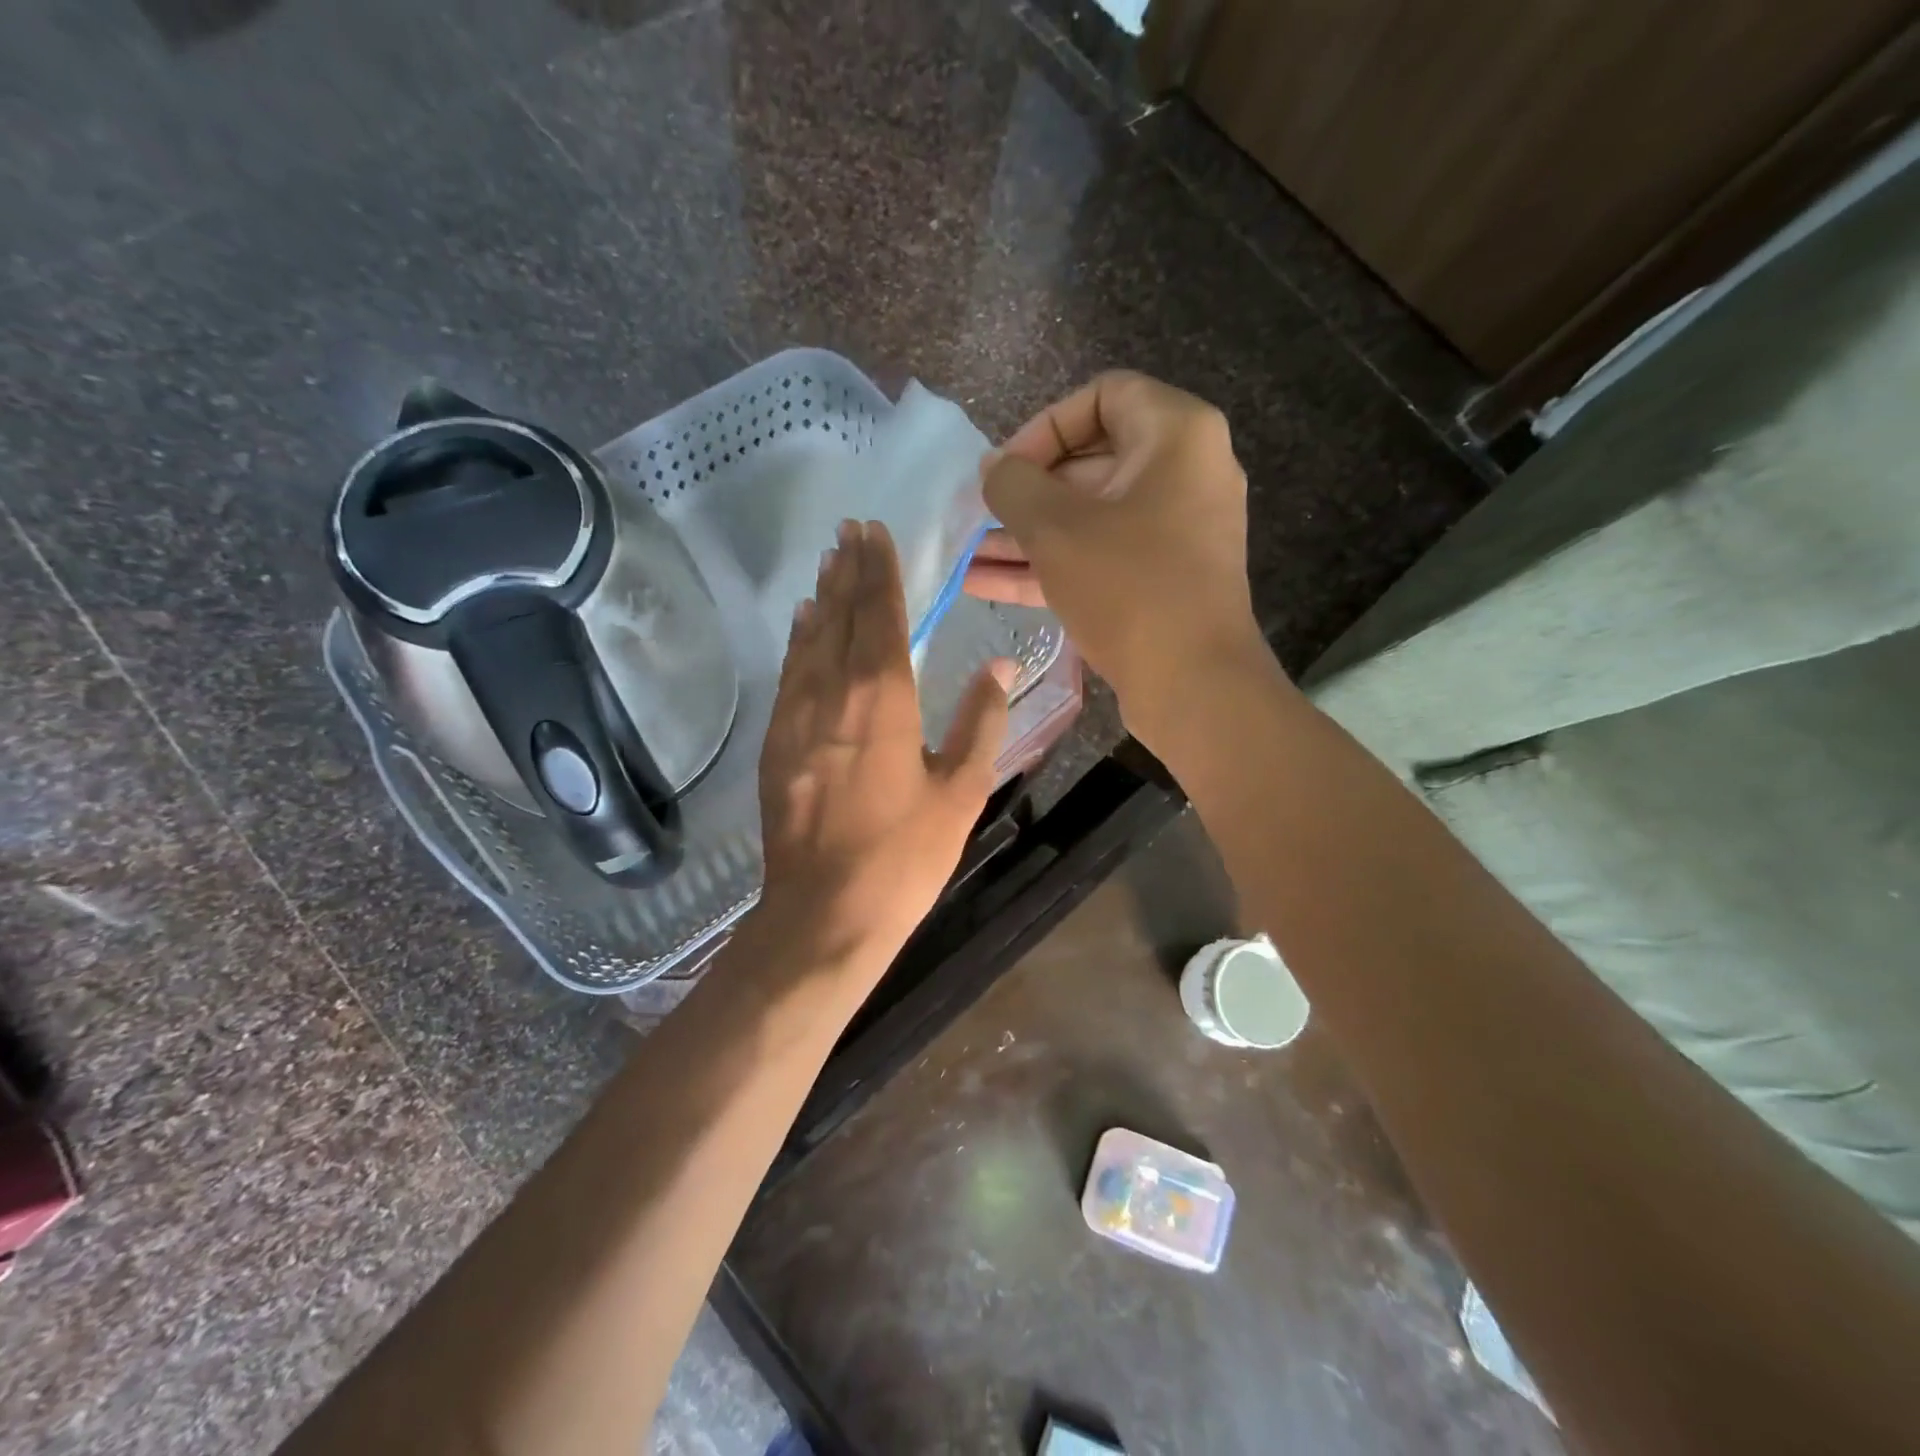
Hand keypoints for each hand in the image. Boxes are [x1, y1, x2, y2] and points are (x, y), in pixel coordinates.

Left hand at [757, 519, 1013, 977]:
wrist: (824, 914)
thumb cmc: (903, 855)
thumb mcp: (961, 791)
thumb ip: (981, 722)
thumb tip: (1001, 665)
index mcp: (883, 698)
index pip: (879, 614)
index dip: (878, 571)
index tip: (874, 532)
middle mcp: (833, 693)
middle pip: (838, 617)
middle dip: (846, 571)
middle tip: (848, 530)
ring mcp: (796, 718)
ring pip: (808, 641)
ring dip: (820, 599)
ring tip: (828, 563)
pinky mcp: (776, 745)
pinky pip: (789, 675)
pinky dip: (797, 642)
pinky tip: (802, 627)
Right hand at [966, 371, 1269, 744]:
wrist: (1194, 684)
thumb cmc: (1128, 587)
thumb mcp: (1056, 529)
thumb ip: (1013, 485)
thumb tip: (993, 468)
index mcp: (1176, 436)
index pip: (1102, 396)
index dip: (1043, 427)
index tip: (1007, 470)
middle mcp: (1184, 473)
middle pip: (1090, 462)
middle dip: (1025, 493)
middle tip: (978, 517)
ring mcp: (1175, 531)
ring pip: (1089, 518)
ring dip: (1027, 536)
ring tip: (967, 555)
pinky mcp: (1162, 578)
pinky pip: (1100, 556)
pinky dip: (1050, 565)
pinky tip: (986, 584)